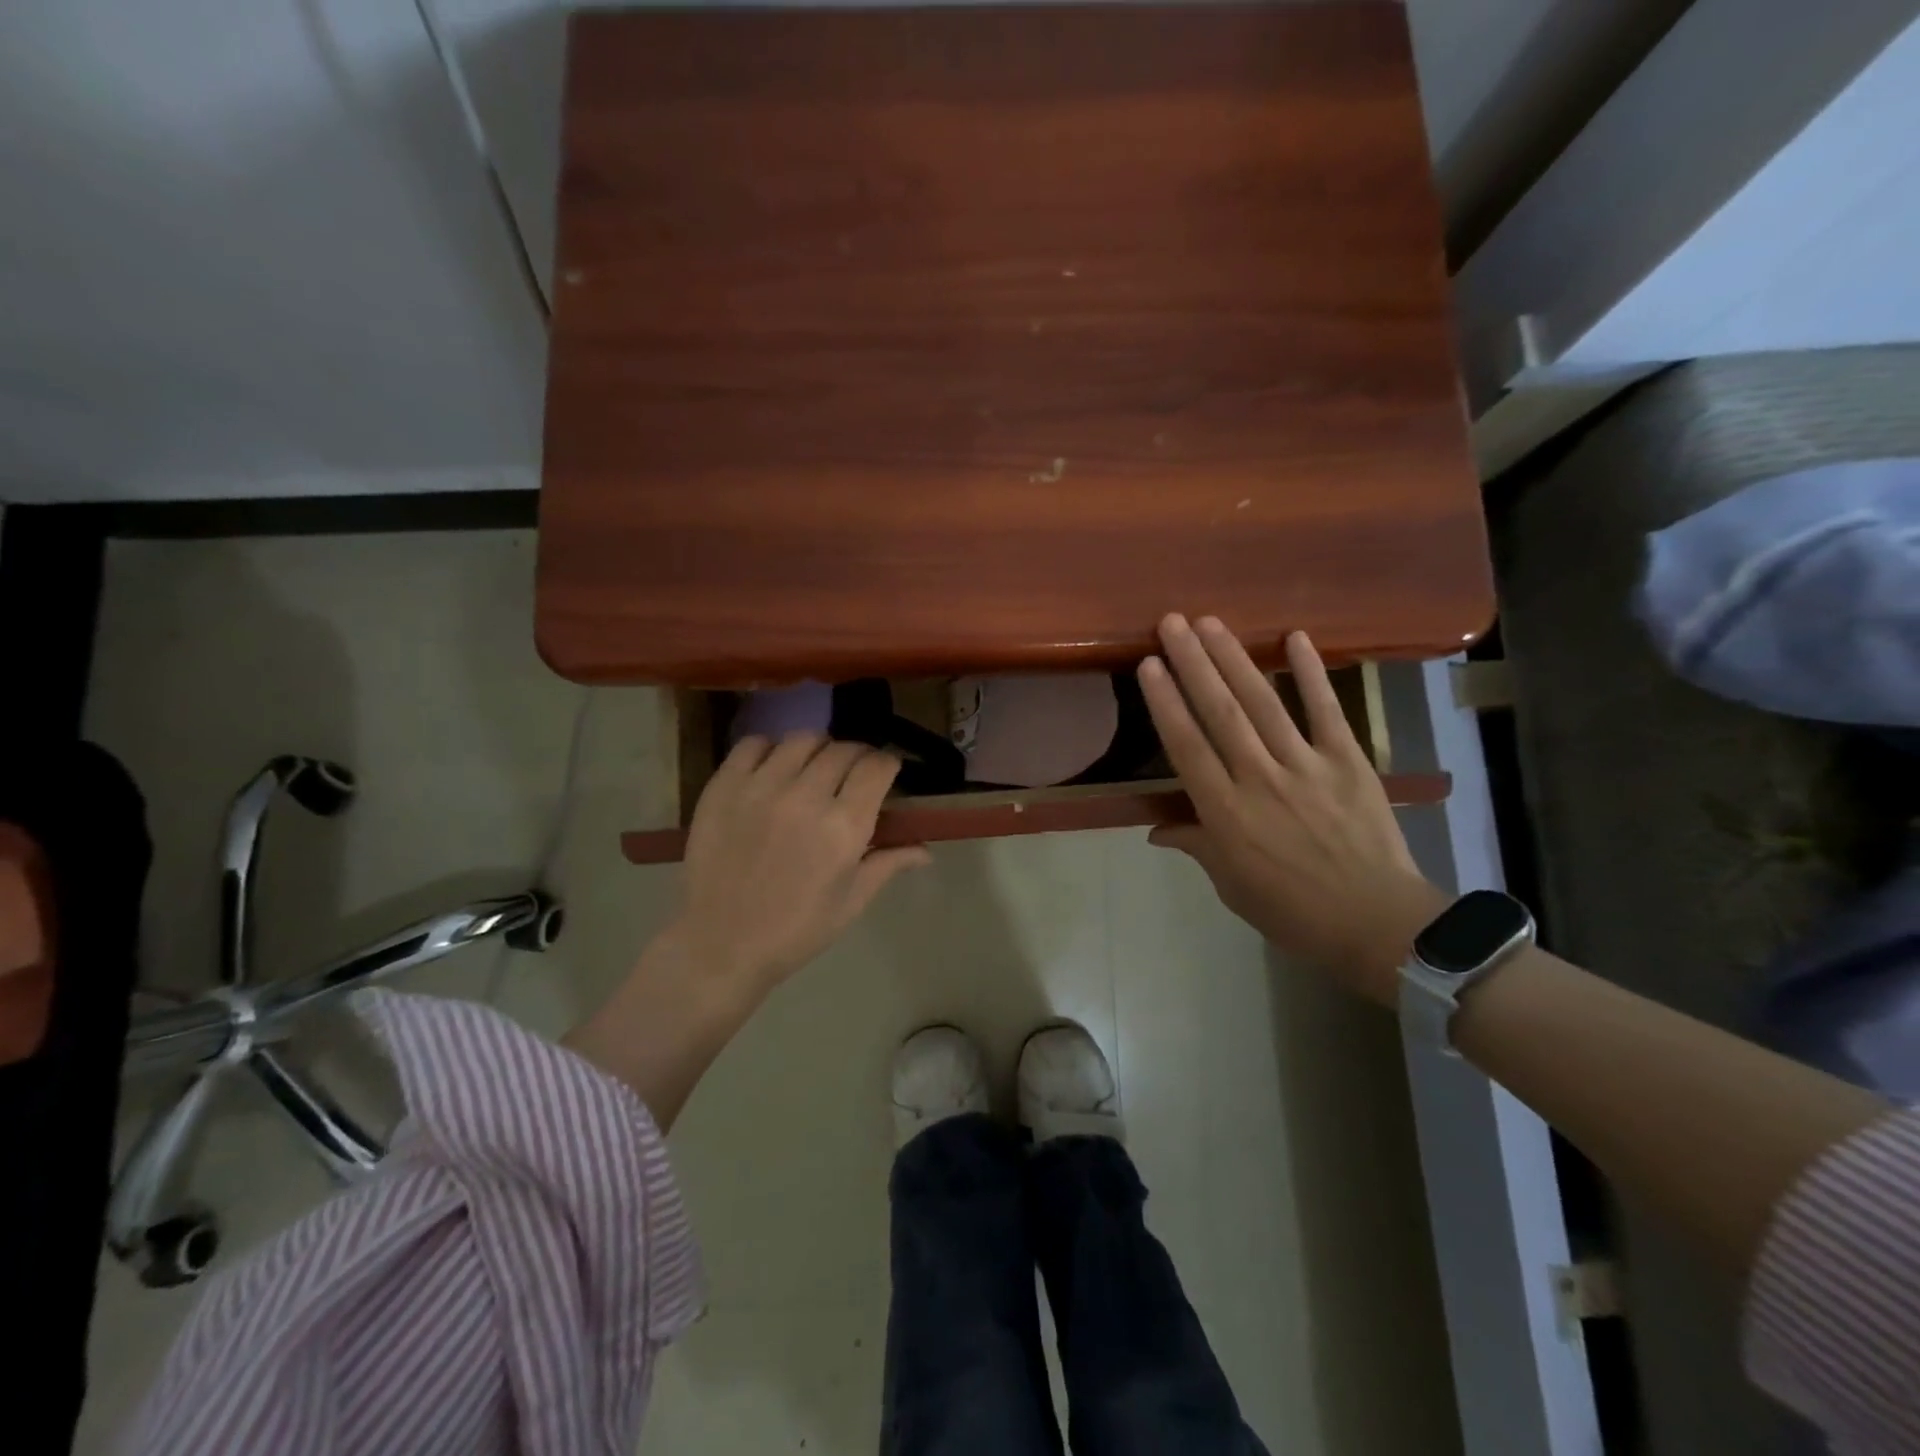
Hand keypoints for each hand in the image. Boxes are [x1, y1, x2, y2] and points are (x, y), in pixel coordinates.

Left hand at [676, 733, 931, 992]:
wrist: (721, 944)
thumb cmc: (796, 930)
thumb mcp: (852, 901)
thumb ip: (889, 863)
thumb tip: (926, 851)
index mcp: (844, 827)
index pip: (877, 767)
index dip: (887, 765)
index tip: (886, 774)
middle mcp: (805, 796)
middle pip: (843, 750)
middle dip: (857, 757)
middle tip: (852, 775)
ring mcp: (761, 787)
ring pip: (802, 740)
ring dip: (818, 749)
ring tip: (814, 768)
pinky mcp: (724, 786)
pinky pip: (753, 744)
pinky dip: (771, 748)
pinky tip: (774, 768)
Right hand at [1138, 615, 1445, 1004]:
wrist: (1379, 924)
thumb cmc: (1294, 912)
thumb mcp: (1232, 887)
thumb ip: (1196, 846)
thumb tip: (1157, 828)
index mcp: (1226, 814)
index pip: (1187, 747)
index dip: (1166, 703)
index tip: (1150, 664)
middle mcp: (1260, 779)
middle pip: (1220, 713)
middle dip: (1193, 664)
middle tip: (1172, 623)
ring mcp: (1306, 766)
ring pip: (1263, 703)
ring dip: (1235, 659)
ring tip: (1211, 622)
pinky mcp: (1348, 762)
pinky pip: (1327, 711)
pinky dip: (1311, 674)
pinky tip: (1295, 637)